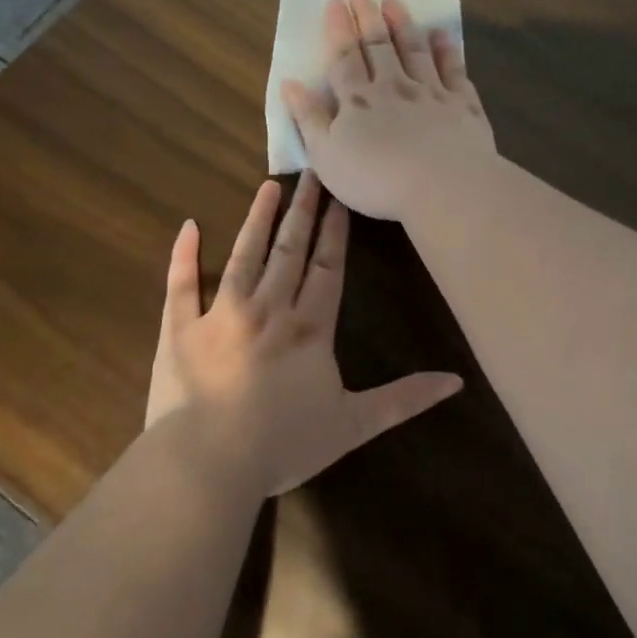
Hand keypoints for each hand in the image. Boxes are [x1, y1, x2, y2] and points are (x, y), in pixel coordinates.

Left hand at [143, 172, 463, 498]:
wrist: (208, 463)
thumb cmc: (284, 444)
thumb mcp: (354, 425)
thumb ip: (404, 399)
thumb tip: (456, 381)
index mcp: (309, 328)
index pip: (328, 268)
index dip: (335, 232)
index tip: (339, 198)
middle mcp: (267, 309)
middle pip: (289, 250)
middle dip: (302, 211)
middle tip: (310, 173)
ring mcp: (220, 314)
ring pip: (243, 256)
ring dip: (257, 220)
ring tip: (268, 187)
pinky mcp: (180, 329)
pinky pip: (180, 284)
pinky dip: (183, 255)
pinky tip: (188, 226)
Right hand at [281, 0, 496, 221]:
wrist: (442, 185)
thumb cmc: (376, 179)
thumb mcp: (327, 156)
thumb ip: (309, 118)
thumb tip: (290, 84)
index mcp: (358, 100)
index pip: (344, 58)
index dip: (337, 29)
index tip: (334, 2)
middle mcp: (393, 87)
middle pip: (378, 46)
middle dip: (367, 16)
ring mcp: (431, 92)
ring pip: (414, 50)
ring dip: (403, 24)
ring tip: (394, 1)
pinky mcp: (462, 104)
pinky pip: (453, 70)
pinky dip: (446, 50)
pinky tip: (442, 35)